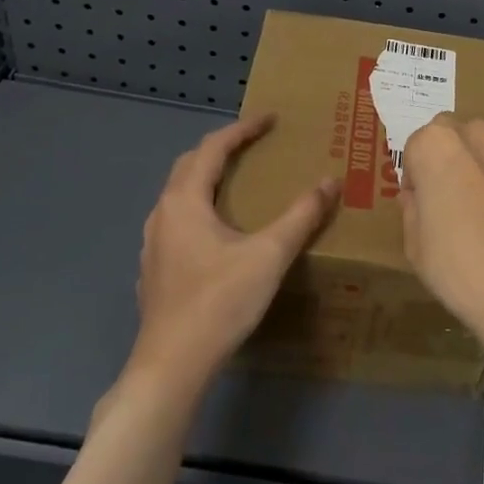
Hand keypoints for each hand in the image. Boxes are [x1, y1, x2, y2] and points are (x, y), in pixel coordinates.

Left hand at [129, 114, 338, 390]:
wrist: (172, 364)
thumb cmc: (220, 302)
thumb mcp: (270, 255)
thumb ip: (301, 216)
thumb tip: (330, 182)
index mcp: (185, 201)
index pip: (213, 148)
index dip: (242, 129)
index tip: (270, 118)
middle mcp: (163, 214)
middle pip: (190, 166)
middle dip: (221, 149)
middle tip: (254, 145)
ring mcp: (153, 244)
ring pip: (179, 195)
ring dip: (207, 178)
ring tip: (237, 183)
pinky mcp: (155, 270)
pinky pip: (177, 222)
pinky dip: (199, 208)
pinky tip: (217, 233)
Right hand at [399, 115, 483, 346]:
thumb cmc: (460, 270)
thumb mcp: (416, 247)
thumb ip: (412, 210)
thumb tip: (418, 198)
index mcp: (437, 145)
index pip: (416, 147)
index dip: (416, 177)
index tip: (422, 206)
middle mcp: (478, 135)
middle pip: (456, 137)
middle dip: (450, 161)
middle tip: (452, 205)